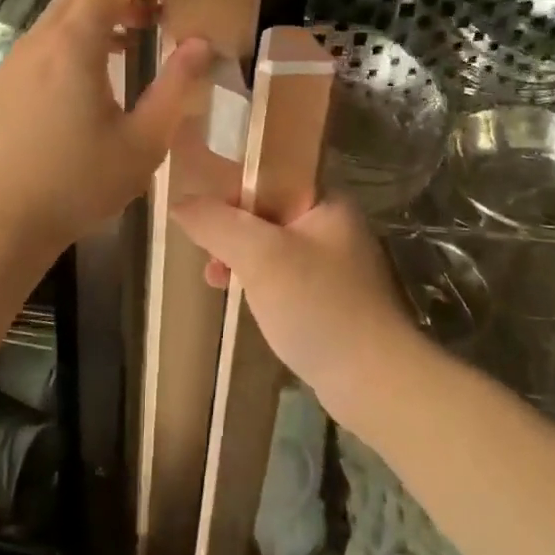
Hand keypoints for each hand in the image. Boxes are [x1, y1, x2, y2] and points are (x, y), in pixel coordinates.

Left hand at [0, 0, 211, 256]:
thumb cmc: (74, 184)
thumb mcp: (142, 142)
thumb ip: (175, 88)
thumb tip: (199, 44)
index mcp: (72, 46)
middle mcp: (36, 45)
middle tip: (153, 17)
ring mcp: (9, 68)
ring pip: (54, 25)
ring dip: (92, 24)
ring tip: (126, 49)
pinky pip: (37, 52)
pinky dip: (68, 48)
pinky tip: (82, 89)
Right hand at [170, 196, 426, 414]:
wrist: (374, 380)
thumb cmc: (317, 305)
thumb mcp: (259, 255)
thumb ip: (217, 223)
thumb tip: (181, 202)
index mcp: (327, 200)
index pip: (272, 174)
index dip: (233, 187)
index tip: (204, 214)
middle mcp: (334, 224)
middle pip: (269, 210)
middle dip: (232, 229)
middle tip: (208, 255)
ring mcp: (335, 263)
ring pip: (273, 246)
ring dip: (241, 258)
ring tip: (215, 280)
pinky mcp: (331, 298)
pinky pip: (284, 275)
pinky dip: (260, 282)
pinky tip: (242, 300)